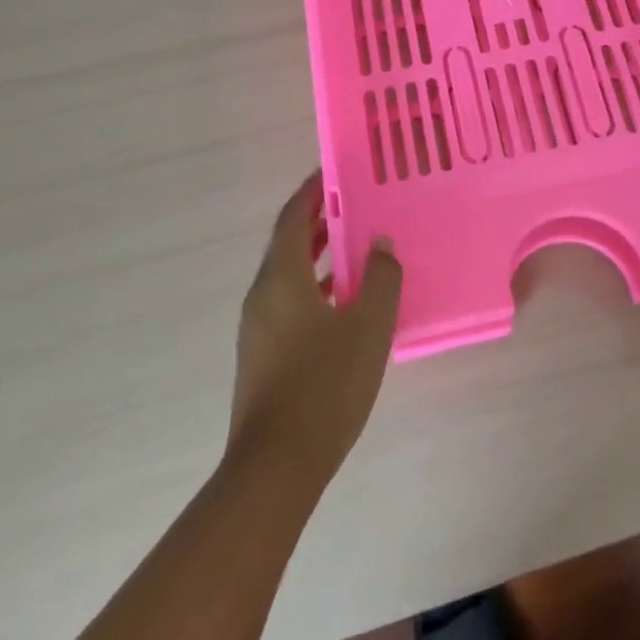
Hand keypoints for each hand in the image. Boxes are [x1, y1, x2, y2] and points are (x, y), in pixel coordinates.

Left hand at [228, 171, 402, 488]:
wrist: (275, 468)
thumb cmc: (324, 386)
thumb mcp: (368, 326)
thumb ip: (381, 278)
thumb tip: (381, 244)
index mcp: (281, 277)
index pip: (292, 217)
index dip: (312, 190)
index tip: (334, 172)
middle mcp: (262, 294)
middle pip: (288, 242)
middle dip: (318, 219)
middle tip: (355, 203)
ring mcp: (258, 327)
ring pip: (288, 274)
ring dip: (318, 254)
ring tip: (356, 245)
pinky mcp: (262, 354)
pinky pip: (288, 300)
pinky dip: (314, 285)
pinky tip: (345, 301)